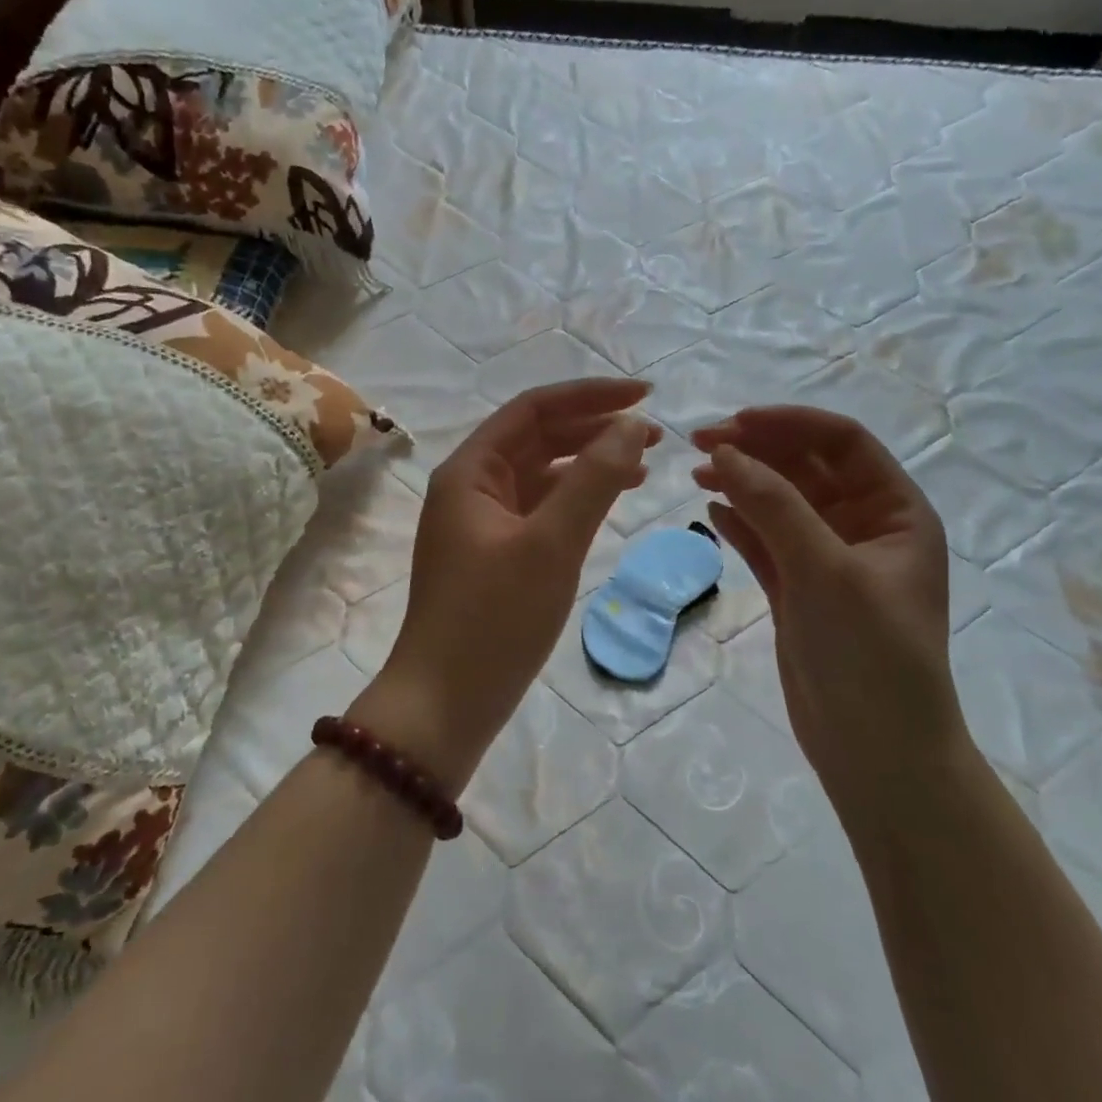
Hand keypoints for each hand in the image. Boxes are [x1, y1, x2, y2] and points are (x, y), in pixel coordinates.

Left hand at [367, 380, 659, 793]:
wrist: (445, 704)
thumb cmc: (494, 620)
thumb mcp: (551, 545)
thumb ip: (594, 480)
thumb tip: (633, 425)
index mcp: (470, 471)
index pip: (534, 409)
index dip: (590, 396)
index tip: (646, 396)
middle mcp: (471, 486)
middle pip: (538, 438)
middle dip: (594, 428)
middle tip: (656, 435)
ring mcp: (482, 522)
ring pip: (542, 474)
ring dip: (589, 463)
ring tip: (645, 464)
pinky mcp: (495, 554)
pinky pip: (540, 509)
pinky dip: (575, 500)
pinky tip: (610, 501)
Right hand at [691, 406, 966, 822]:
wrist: (876, 753)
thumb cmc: (871, 655)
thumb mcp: (826, 571)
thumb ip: (775, 507)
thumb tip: (722, 452)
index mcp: (895, 512)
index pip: (842, 442)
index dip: (788, 423)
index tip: (732, 424)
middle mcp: (864, 527)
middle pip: (806, 467)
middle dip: (757, 450)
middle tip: (698, 445)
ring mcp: (828, 559)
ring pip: (781, 503)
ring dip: (742, 483)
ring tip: (695, 475)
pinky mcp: (798, 590)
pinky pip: (766, 541)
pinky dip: (739, 523)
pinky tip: (710, 512)